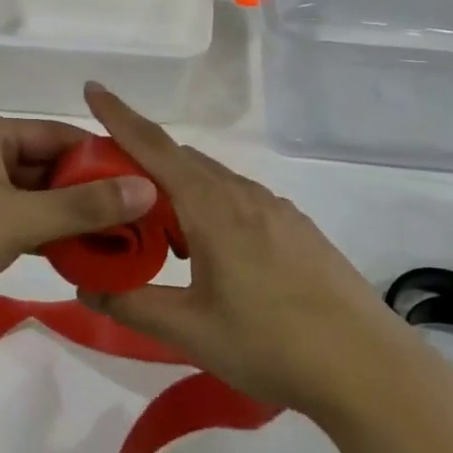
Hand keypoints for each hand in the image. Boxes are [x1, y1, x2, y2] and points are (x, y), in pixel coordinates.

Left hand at [0, 114, 155, 324]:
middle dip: (87, 192)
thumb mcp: (18, 219)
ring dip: (65, 215)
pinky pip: (12, 217)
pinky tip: (71, 253)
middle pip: (47, 164)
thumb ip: (84, 207)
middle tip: (134, 219)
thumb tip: (148, 189)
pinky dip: (40, 231)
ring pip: (31, 194)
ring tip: (112, 239)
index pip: (60, 135)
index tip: (142, 184)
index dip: (102, 159)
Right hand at [80, 84, 414, 421]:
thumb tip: (86, 289)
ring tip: (163, 237)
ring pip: (213, 182)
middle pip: (182, 161)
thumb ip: (133, 305)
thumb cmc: (271, 343)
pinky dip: (212, 208)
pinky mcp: (297, 227)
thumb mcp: (191, 331)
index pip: (154, 147)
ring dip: (180, 192)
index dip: (119, 116)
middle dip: (144, 166)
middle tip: (114, 196)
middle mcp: (243, 194)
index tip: (93, 88)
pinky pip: (240, 200)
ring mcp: (276, 208)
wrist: (366, 364)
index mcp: (212, 207)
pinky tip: (216, 256)